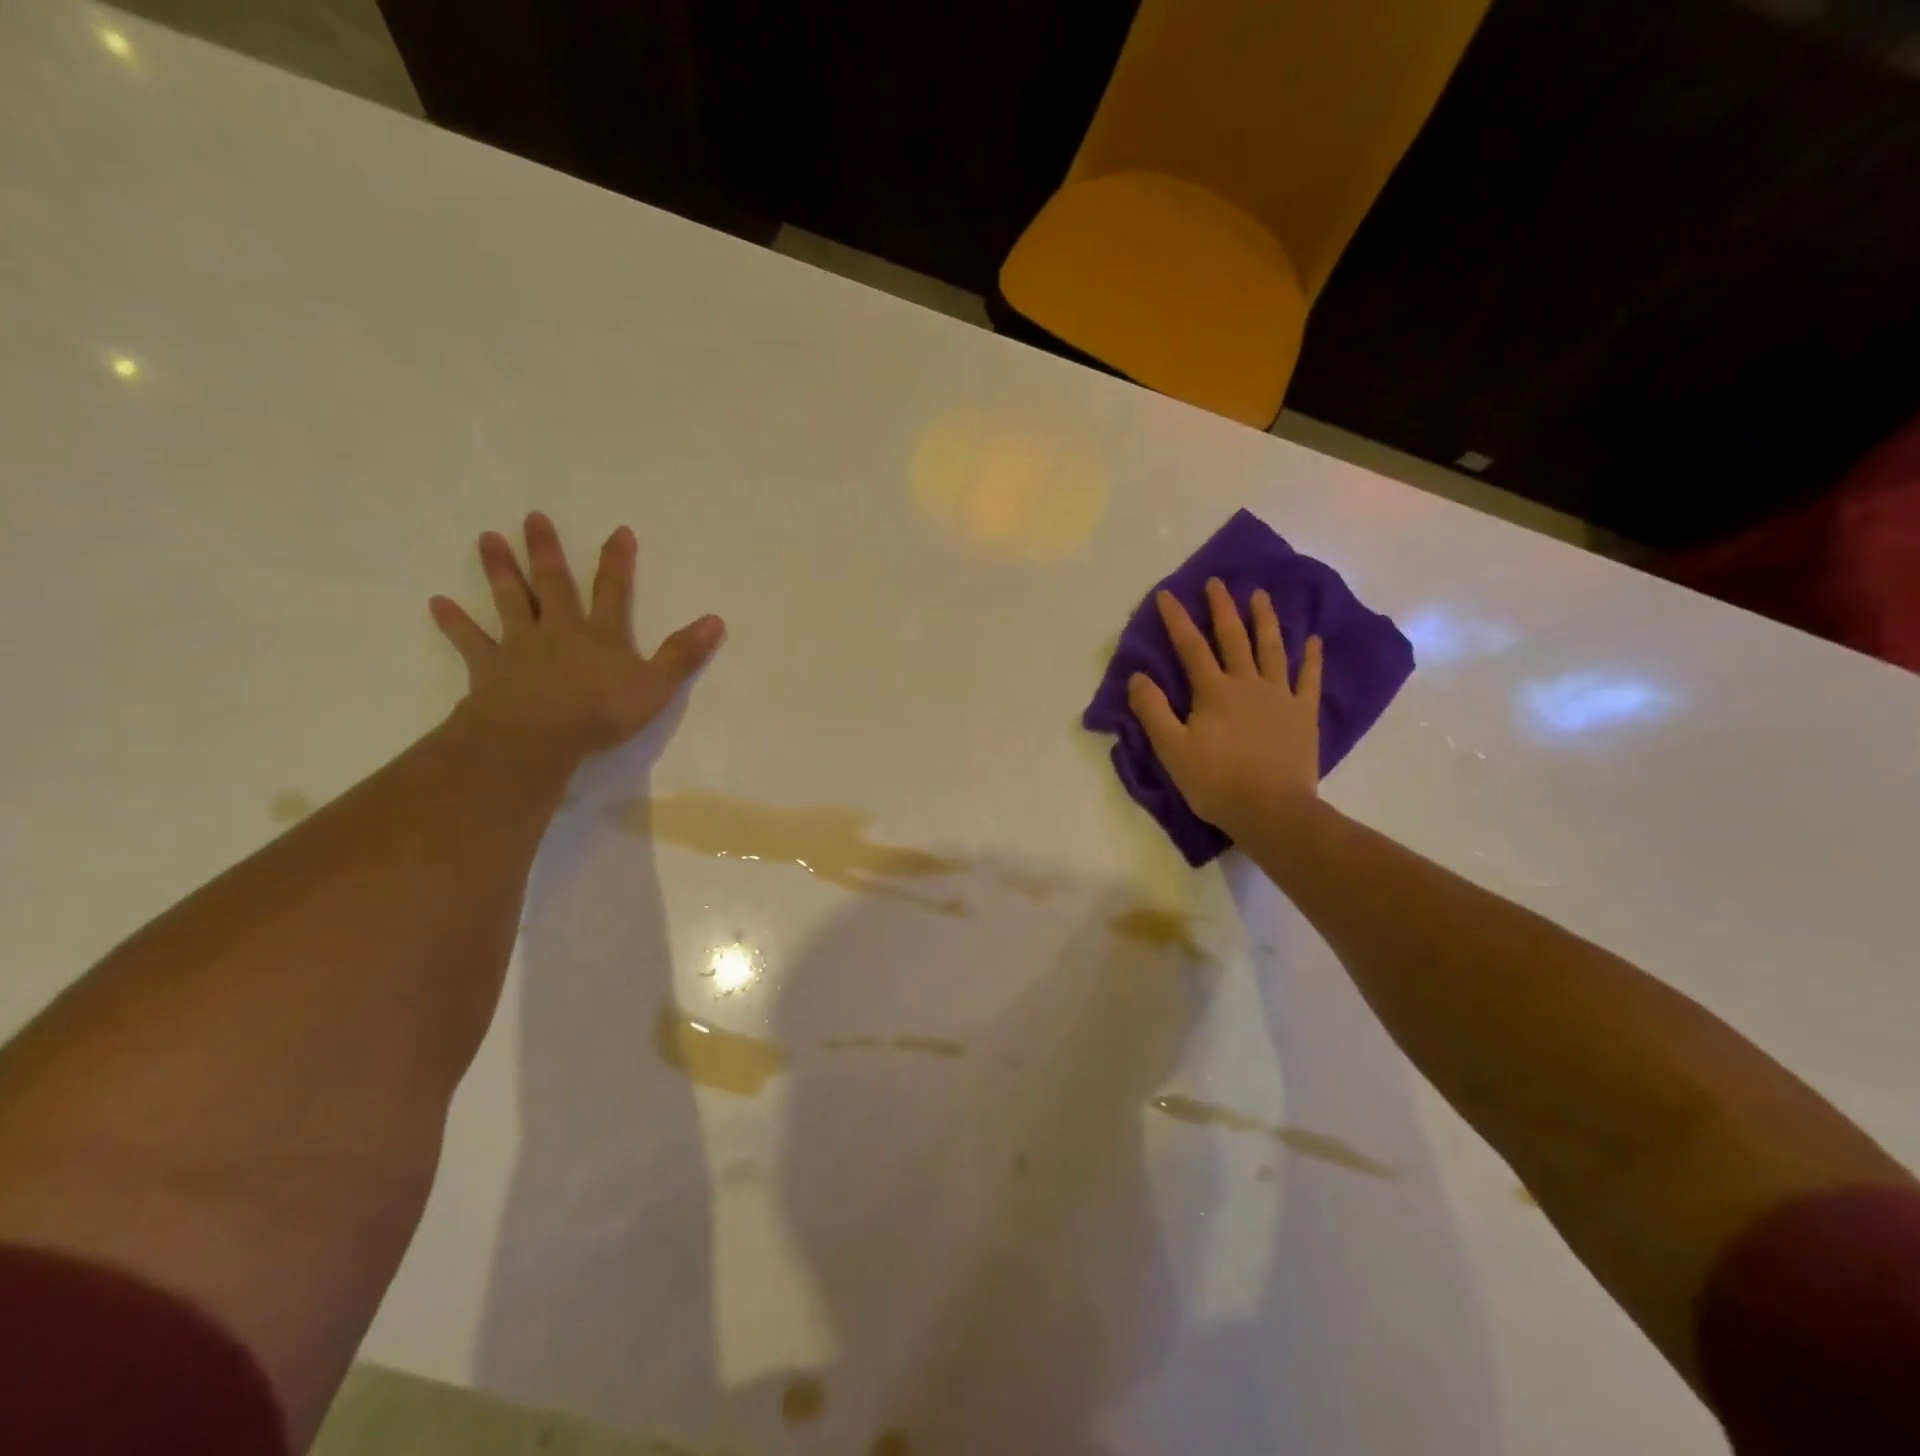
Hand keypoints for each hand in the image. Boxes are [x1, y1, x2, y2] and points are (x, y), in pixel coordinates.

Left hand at [429, 513, 723, 760]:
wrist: (538, 736)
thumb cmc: (601, 712)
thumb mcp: (656, 686)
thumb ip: (683, 654)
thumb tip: (715, 620)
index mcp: (601, 635)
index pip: (613, 591)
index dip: (617, 561)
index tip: (618, 531)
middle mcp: (560, 630)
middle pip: (553, 584)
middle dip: (546, 551)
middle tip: (533, 518)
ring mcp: (521, 646)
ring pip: (510, 601)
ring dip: (500, 571)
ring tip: (487, 538)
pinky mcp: (490, 668)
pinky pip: (471, 641)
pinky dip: (455, 622)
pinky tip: (437, 603)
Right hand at [1127, 578, 1322, 840]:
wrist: (1271, 810)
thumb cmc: (1216, 782)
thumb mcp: (1172, 750)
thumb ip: (1153, 710)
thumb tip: (1137, 676)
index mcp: (1213, 692)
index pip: (1191, 647)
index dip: (1177, 619)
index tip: (1167, 594)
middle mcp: (1247, 683)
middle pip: (1233, 638)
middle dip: (1223, 608)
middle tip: (1218, 582)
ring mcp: (1280, 696)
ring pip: (1272, 649)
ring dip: (1265, 620)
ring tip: (1261, 596)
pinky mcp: (1303, 713)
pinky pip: (1309, 678)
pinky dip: (1311, 658)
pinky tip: (1313, 640)